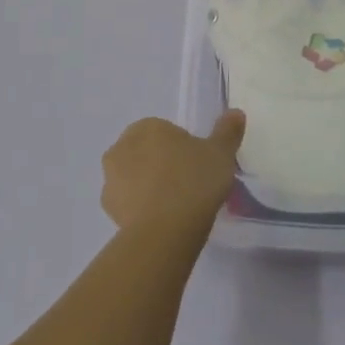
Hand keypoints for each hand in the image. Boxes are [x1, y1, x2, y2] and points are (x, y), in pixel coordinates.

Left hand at [101, 111, 245, 238]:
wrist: (164, 232)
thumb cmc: (193, 182)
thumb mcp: (220, 154)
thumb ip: (227, 132)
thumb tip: (235, 112)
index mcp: (147, 127)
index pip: (164, 132)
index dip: (181, 148)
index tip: (197, 166)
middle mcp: (122, 147)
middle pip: (145, 152)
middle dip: (160, 164)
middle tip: (187, 184)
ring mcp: (111, 179)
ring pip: (133, 177)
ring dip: (148, 186)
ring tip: (175, 207)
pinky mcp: (108, 210)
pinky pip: (128, 203)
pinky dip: (141, 208)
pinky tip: (161, 222)